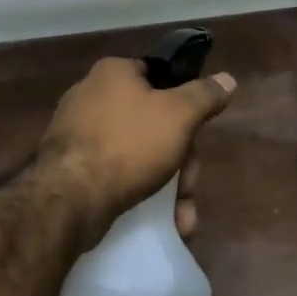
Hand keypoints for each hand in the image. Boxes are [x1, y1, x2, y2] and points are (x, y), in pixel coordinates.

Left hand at [38, 57, 237, 238]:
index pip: (160, 77)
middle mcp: (91, 96)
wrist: (69, 199)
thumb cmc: (129, 144)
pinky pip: (116, 174)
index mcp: (114, 73)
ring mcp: (78, 133)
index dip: (185, 106)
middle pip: (154, 123)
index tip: (197, 134)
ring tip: (182, 219)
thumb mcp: (179, 115)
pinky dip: (140, 193)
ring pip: (139, 154)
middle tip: (189, 186)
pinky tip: (162, 222)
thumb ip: (205, 95)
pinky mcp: (71, 168)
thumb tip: (227, 78)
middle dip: (181, 162)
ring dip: (167, 187)